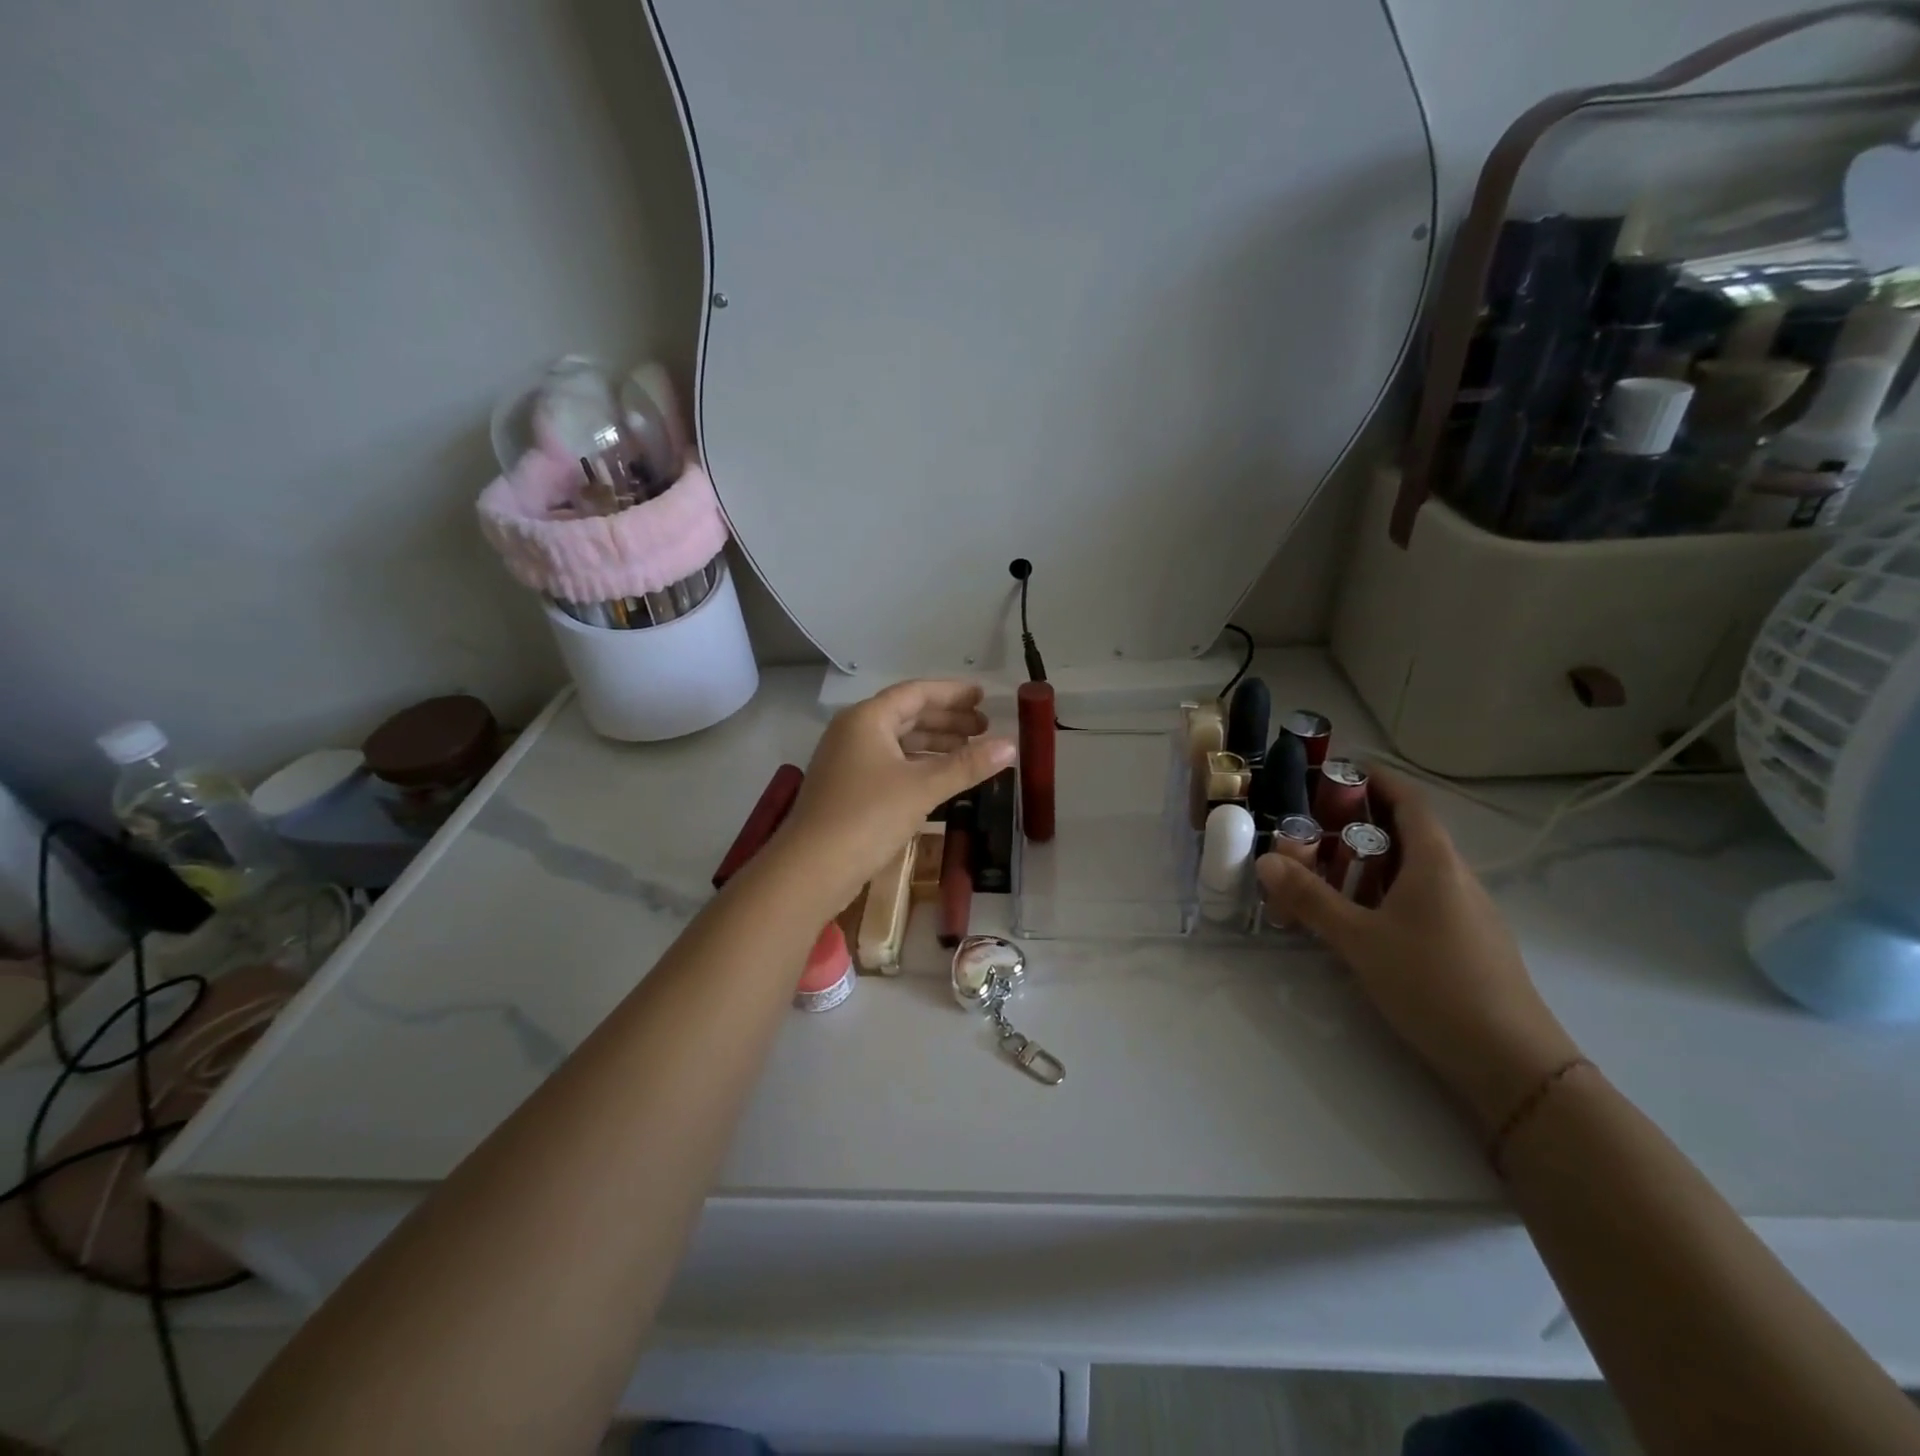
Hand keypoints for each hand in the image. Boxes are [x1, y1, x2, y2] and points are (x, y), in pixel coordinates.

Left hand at [776, 680, 1015, 907]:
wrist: (811, 869)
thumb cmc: (867, 816)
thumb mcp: (922, 787)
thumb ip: (967, 764)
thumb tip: (1011, 745)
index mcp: (867, 719)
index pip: (916, 693)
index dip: (952, 694)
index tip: (984, 697)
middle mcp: (854, 732)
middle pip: (907, 715)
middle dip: (947, 720)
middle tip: (984, 727)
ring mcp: (847, 762)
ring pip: (899, 742)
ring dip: (934, 743)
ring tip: (971, 750)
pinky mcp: (848, 789)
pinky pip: (891, 765)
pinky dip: (918, 765)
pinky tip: (941, 778)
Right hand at [1256, 770, 1581, 1131]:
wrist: (1511, 1063)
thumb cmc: (1433, 984)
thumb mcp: (1359, 940)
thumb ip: (1311, 899)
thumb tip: (1265, 861)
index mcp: (1436, 863)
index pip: (1409, 800)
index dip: (1376, 779)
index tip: (1336, 771)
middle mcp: (1456, 877)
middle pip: (1409, 833)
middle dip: (1360, 823)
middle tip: (1311, 828)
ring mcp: (1467, 912)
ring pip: (1414, 869)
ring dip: (1371, 861)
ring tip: (1325, 872)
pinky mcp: (1468, 942)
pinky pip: (1422, 899)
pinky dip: (1386, 892)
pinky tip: (1360, 919)